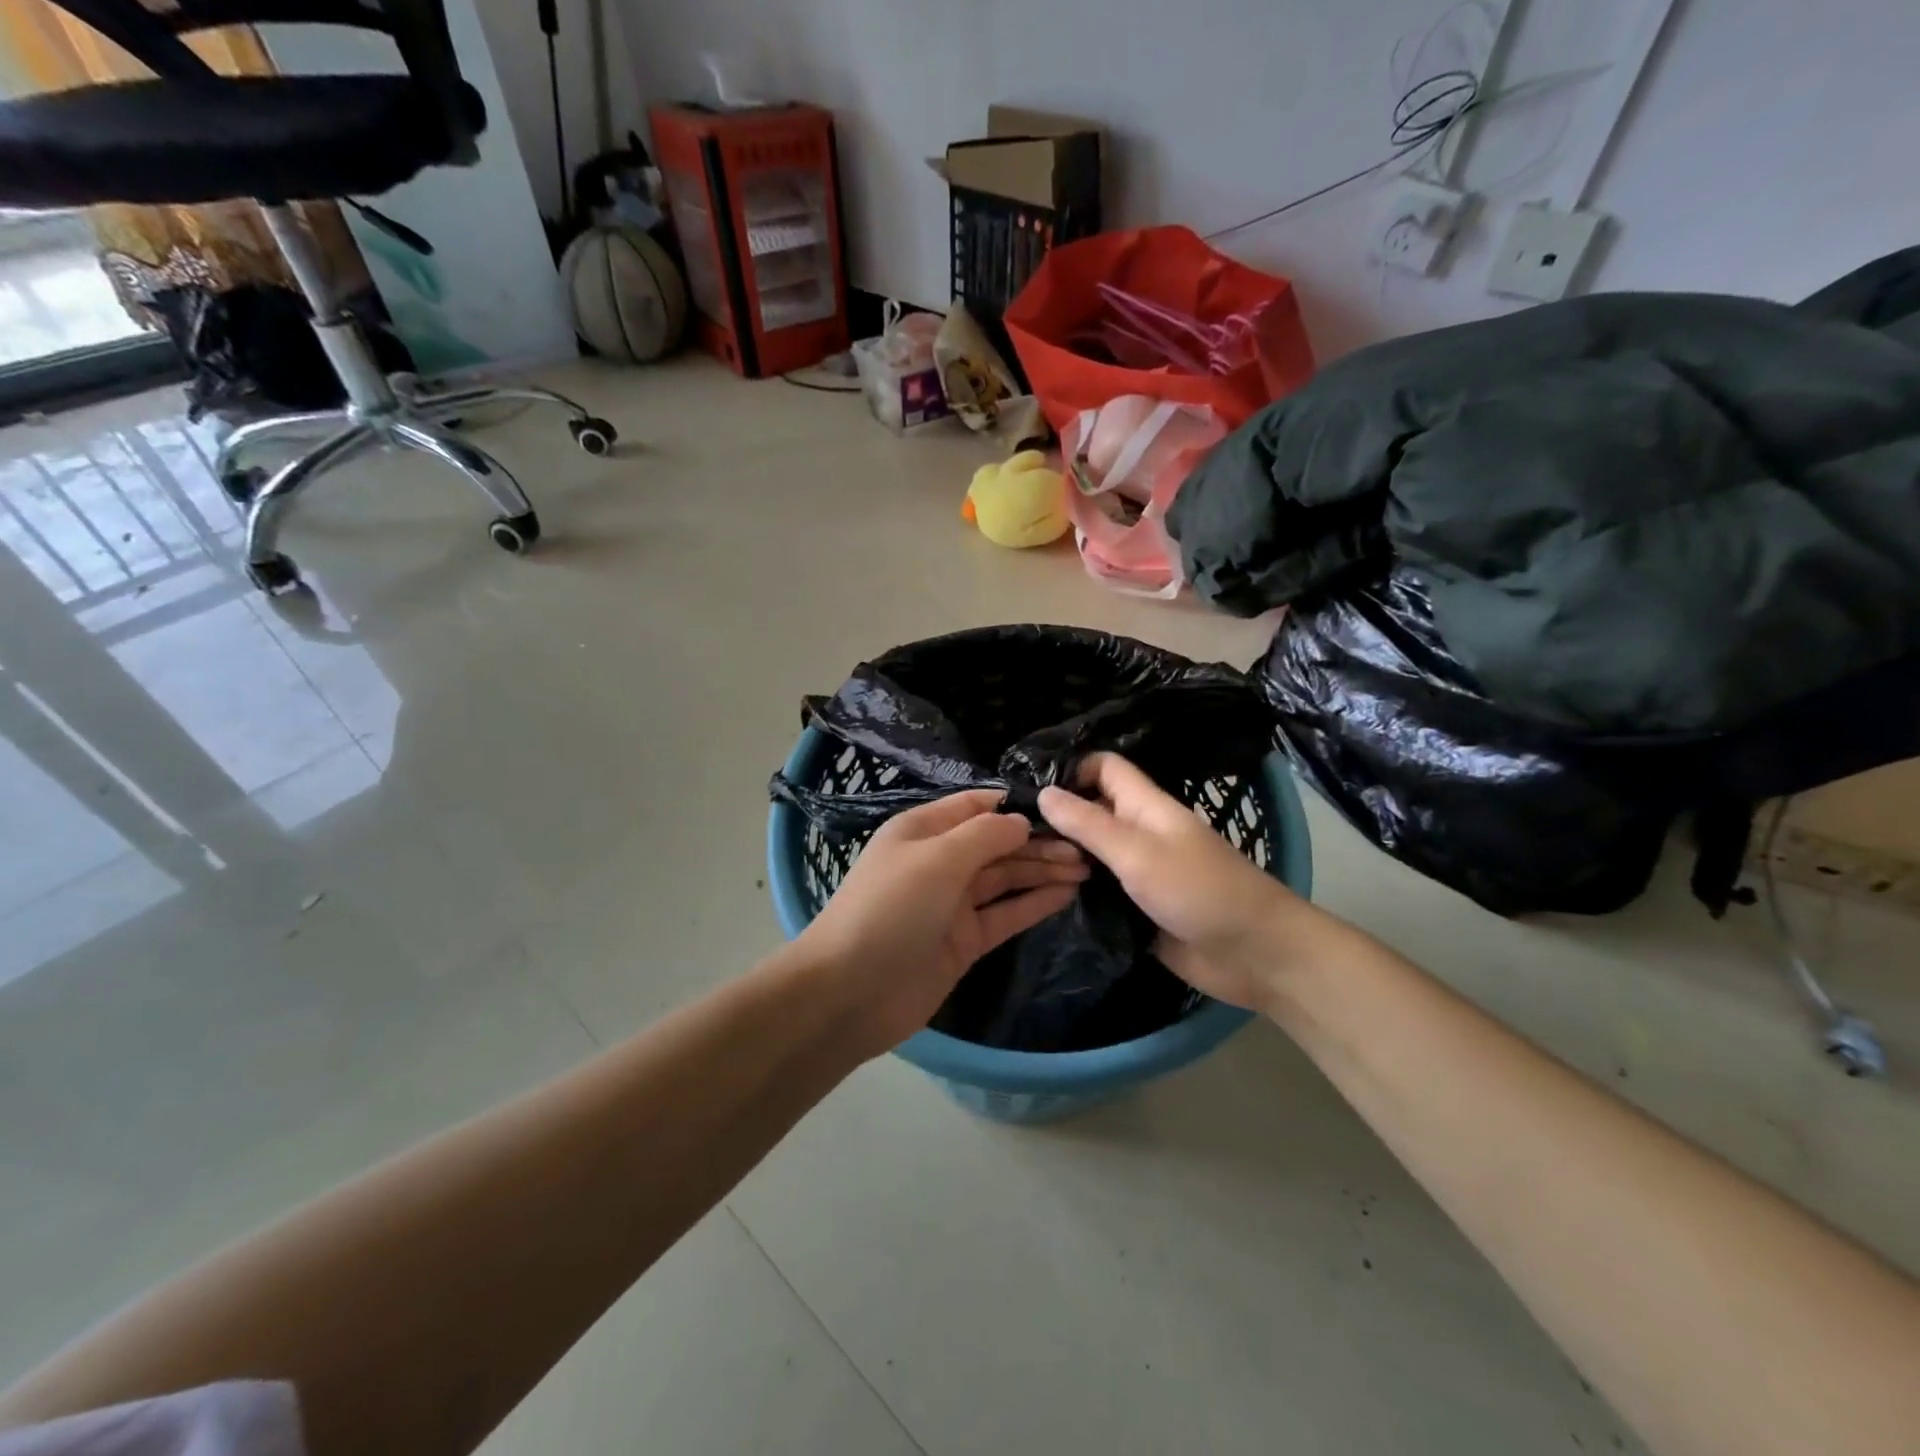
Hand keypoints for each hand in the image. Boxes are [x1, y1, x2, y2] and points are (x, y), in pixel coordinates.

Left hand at [795, 790, 1086, 1056]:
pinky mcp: (965, 941)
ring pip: (1006, 878)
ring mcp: (953, 903)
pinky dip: (1034, 902)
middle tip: (1086, 844)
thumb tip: (1022, 822)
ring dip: (1043, 870)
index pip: (976, 805)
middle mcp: (940, 861)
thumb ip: (984, 835)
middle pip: (997, 843)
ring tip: (1087, 865)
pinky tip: (1067, 893)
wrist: (851, 992)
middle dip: (1038, 841)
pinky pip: (1005, 914)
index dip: (1015, 805)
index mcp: (923, 830)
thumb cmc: (891, 908)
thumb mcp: (936, 858)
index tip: (1060, 806)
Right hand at [1039, 753, 1301, 1009]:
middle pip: (1091, 810)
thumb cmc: (1199, 891)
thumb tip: (1043, 792)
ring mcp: (1139, 871)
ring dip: (1062, 858)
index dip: (1070, 770)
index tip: (1027, 791)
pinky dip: (1076, 891)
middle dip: (1055, 818)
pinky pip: (1099, 890)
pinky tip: (1043, 898)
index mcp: (1145, 806)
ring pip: (1092, 852)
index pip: (1103, 768)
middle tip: (1010, 837)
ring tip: (1018, 866)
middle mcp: (1139, 832)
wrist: (1254, 955)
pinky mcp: (1137, 907)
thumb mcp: (1138, 852)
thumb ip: (1090, 824)